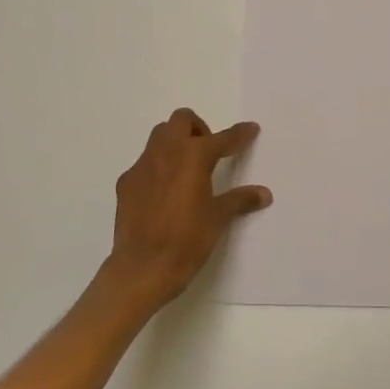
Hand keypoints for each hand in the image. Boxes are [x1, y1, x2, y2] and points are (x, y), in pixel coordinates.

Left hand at [104, 108, 270, 311]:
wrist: (142, 268)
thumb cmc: (186, 240)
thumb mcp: (218, 219)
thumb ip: (240, 200)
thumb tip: (264, 194)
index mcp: (193, 156)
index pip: (222, 138)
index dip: (239, 134)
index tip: (250, 130)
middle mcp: (166, 152)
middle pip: (182, 120)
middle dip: (198, 128)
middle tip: (209, 152)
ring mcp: (142, 166)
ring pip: (159, 136)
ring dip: (176, 143)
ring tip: (186, 170)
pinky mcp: (126, 183)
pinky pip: (145, 163)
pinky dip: (158, 167)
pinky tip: (164, 193)